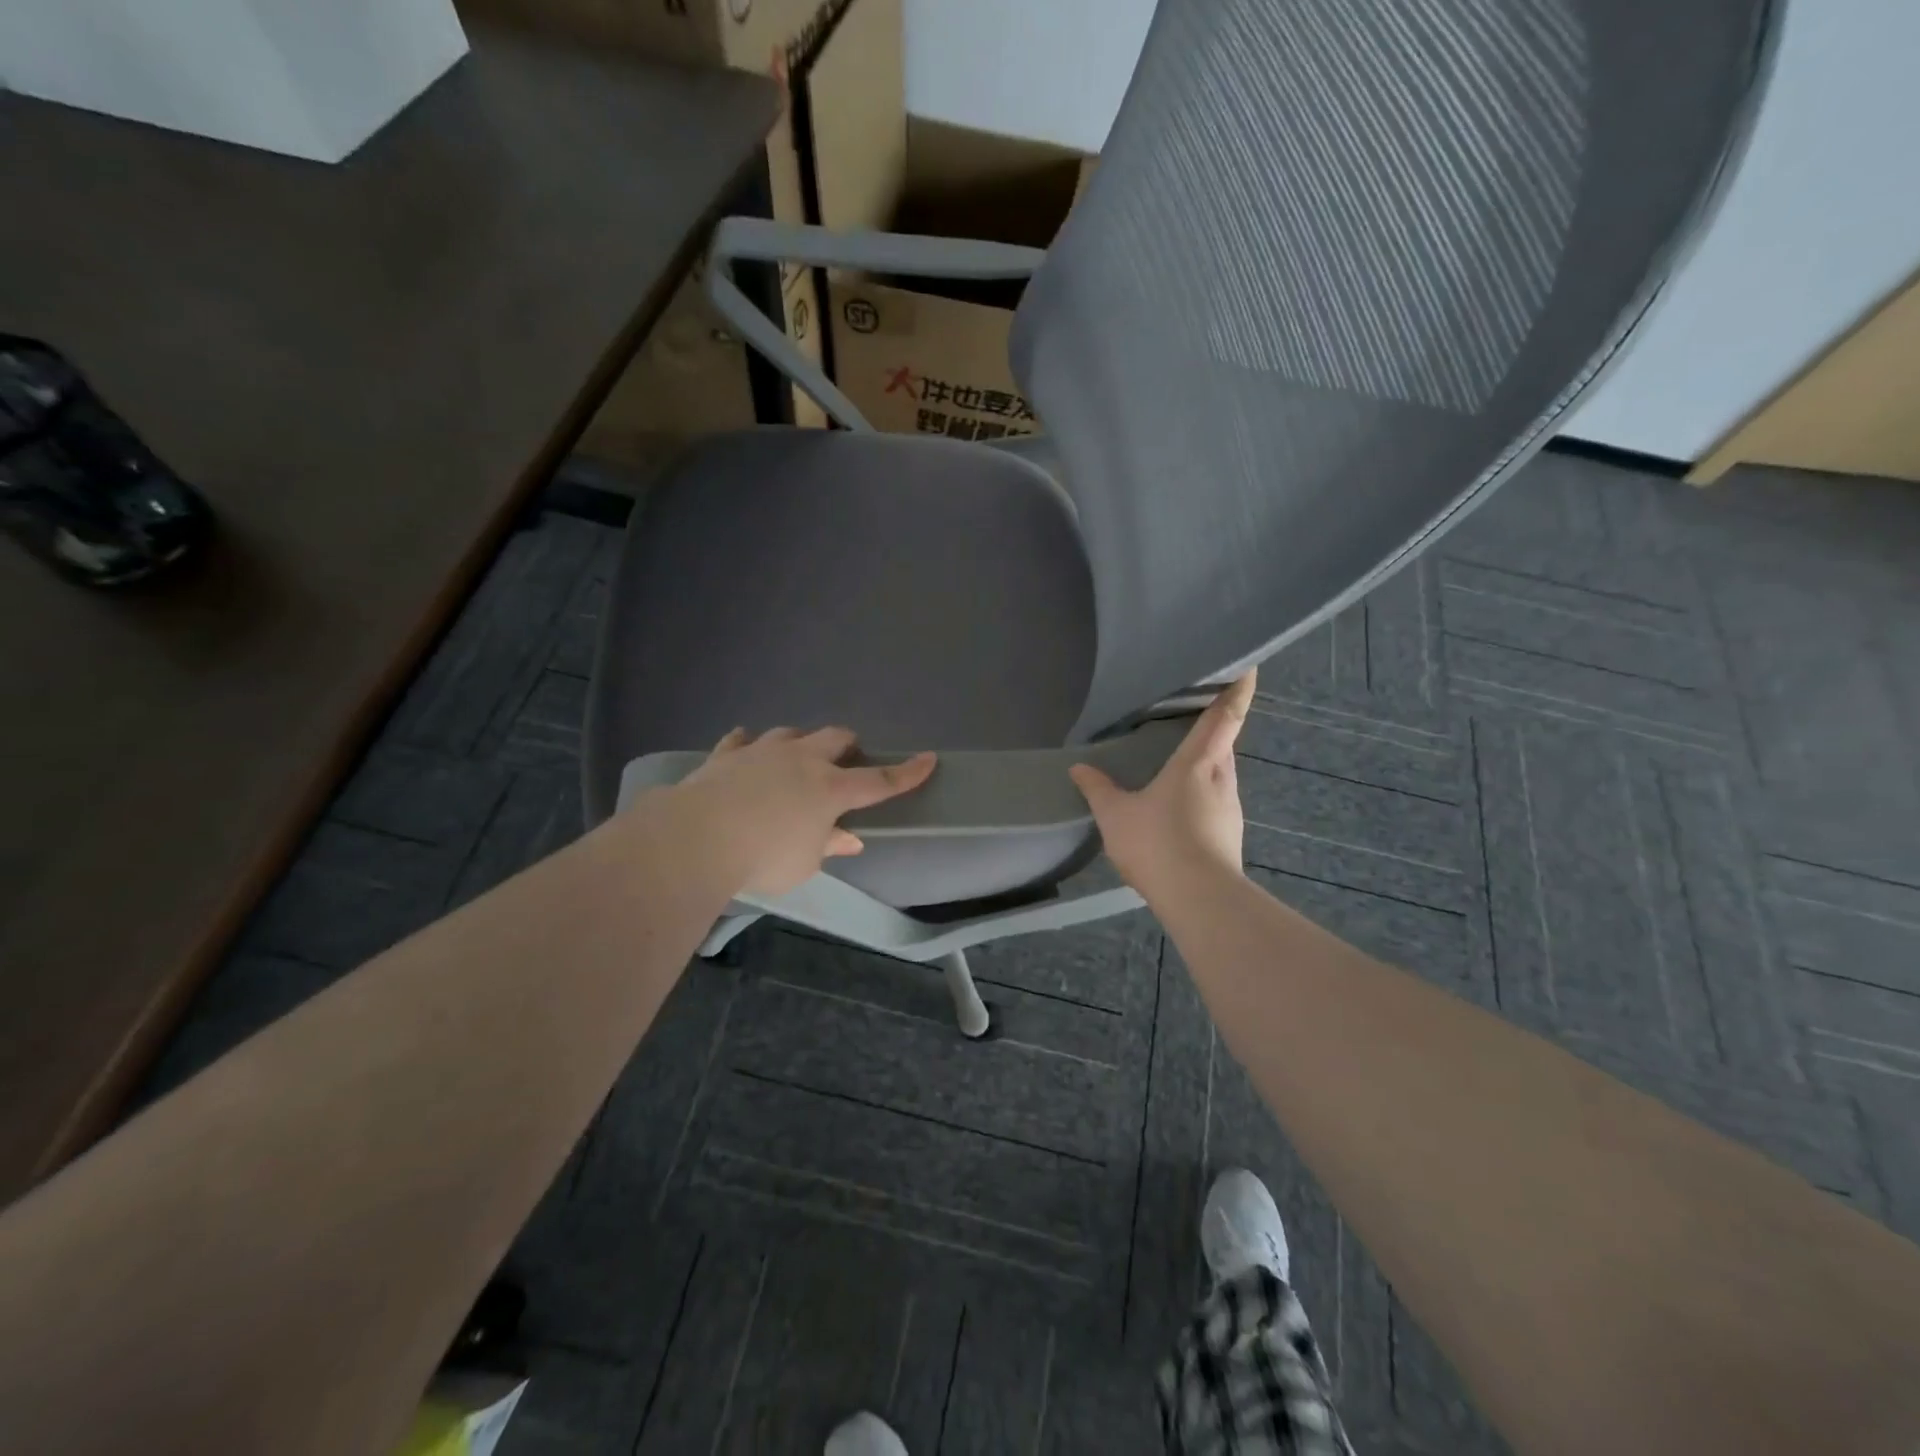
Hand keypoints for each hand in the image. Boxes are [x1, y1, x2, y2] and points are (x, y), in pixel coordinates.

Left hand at [667, 727, 935, 897]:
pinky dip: (749, 745)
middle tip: (845, 759)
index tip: (929, 759)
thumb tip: (849, 839)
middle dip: (847, 745)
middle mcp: (801, 761)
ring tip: (796, 757)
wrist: (697, 836)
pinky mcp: (726, 755)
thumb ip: (827, 846)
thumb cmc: (762, 857)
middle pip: (835, 738)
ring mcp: (762, 752)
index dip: (907, 772)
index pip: (880, 780)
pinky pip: (742, 741)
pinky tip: (746, 748)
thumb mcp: (803, 864)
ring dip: (800, 742)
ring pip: (791, 732)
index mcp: (830, 789)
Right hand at [1069, 672, 1254, 895]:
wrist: (1200, 900)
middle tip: (1191, 717)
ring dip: (1205, 765)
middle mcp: (1222, 778)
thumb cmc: (1158, 843)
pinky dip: (1201, 795)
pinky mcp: (1230, 834)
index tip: (1248, 666)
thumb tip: (1079, 767)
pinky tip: (1178, 810)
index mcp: (1199, 762)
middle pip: (1224, 743)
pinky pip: (1216, 801)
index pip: (1227, 714)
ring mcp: (1230, 808)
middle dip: (1214, 728)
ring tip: (1178, 765)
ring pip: (1221, 774)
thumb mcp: (1115, 815)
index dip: (1238, 688)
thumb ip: (1097, 789)